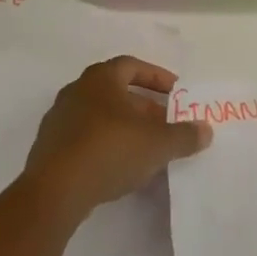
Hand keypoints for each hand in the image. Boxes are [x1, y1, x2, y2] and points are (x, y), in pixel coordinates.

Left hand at [21, 57, 211, 221]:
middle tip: (167, 125)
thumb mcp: (157, 144)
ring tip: (148, 149)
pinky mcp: (51, 147)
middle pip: (116, 92)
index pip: (132, 66)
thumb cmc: (109, 150)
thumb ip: (183, 135)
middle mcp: (76, 91)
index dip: (156, 77)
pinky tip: (122, 167)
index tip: (176, 93)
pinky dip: (107, 146)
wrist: (55, 190)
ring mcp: (59, 119)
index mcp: (100, 79)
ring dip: (126, 128)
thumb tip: (205, 130)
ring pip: (101, 116)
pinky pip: (86, 138)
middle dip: (144, 107)